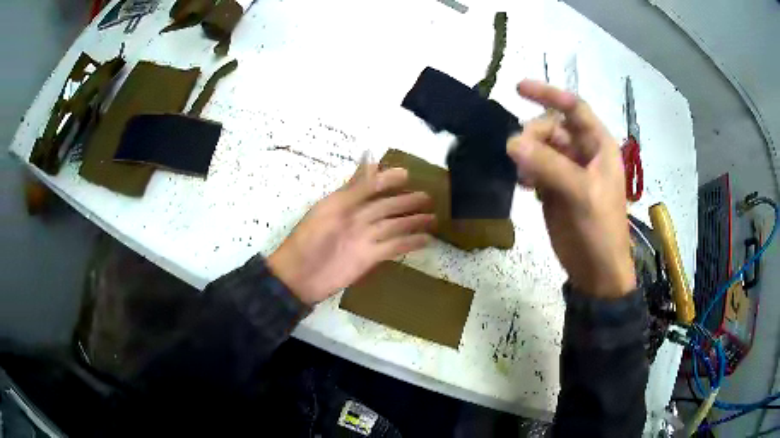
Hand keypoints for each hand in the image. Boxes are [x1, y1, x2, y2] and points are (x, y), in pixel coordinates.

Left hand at [267, 164, 434, 304]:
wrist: (300, 277)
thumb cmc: (311, 238)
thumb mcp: (331, 208)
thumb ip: (355, 188)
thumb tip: (371, 159)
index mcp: (345, 203)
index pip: (370, 187)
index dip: (387, 180)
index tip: (407, 174)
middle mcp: (357, 218)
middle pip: (386, 207)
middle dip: (406, 201)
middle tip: (428, 197)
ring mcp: (365, 238)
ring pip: (394, 226)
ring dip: (412, 221)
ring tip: (433, 218)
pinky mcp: (371, 257)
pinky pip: (394, 247)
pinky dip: (410, 243)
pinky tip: (425, 240)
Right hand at [507, 80, 634, 297]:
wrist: (596, 271)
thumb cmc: (600, 230)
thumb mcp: (582, 194)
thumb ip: (549, 166)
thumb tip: (511, 142)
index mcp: (599, 146)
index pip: (574, 108)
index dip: (549, 94)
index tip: (518, 88)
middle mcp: (583, 152)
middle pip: (552, 127)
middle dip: (533, 135)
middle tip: (518, 155)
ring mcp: (567, 170)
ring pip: (540, 147)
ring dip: (526, 154)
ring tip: (522, 175)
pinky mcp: (554, 188)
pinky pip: (534, 167)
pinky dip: (525, 170)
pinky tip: (522, 184)